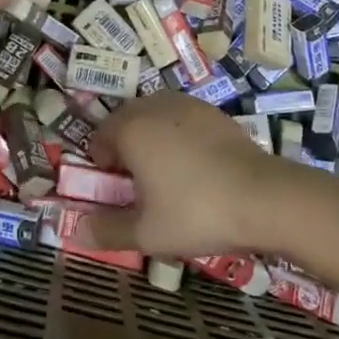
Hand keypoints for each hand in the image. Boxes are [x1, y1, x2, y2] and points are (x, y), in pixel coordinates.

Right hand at [79, 93, 293, 255]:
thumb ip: (108, 231)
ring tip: (167, 174)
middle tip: (139, 185)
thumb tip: (77, 232)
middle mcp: (154, 106)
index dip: (102, 165)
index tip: (116, 191)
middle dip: (125, 148)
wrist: (262, 196)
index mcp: (131, 129)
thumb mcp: (147, 233)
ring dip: (151, 138)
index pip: (99, 137)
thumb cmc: (196, 212)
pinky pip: (182, 119)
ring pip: (155, 116)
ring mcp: (187, 104)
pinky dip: (179, 136)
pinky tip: (196, 166)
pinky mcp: (213, 111)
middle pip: (126, 121)